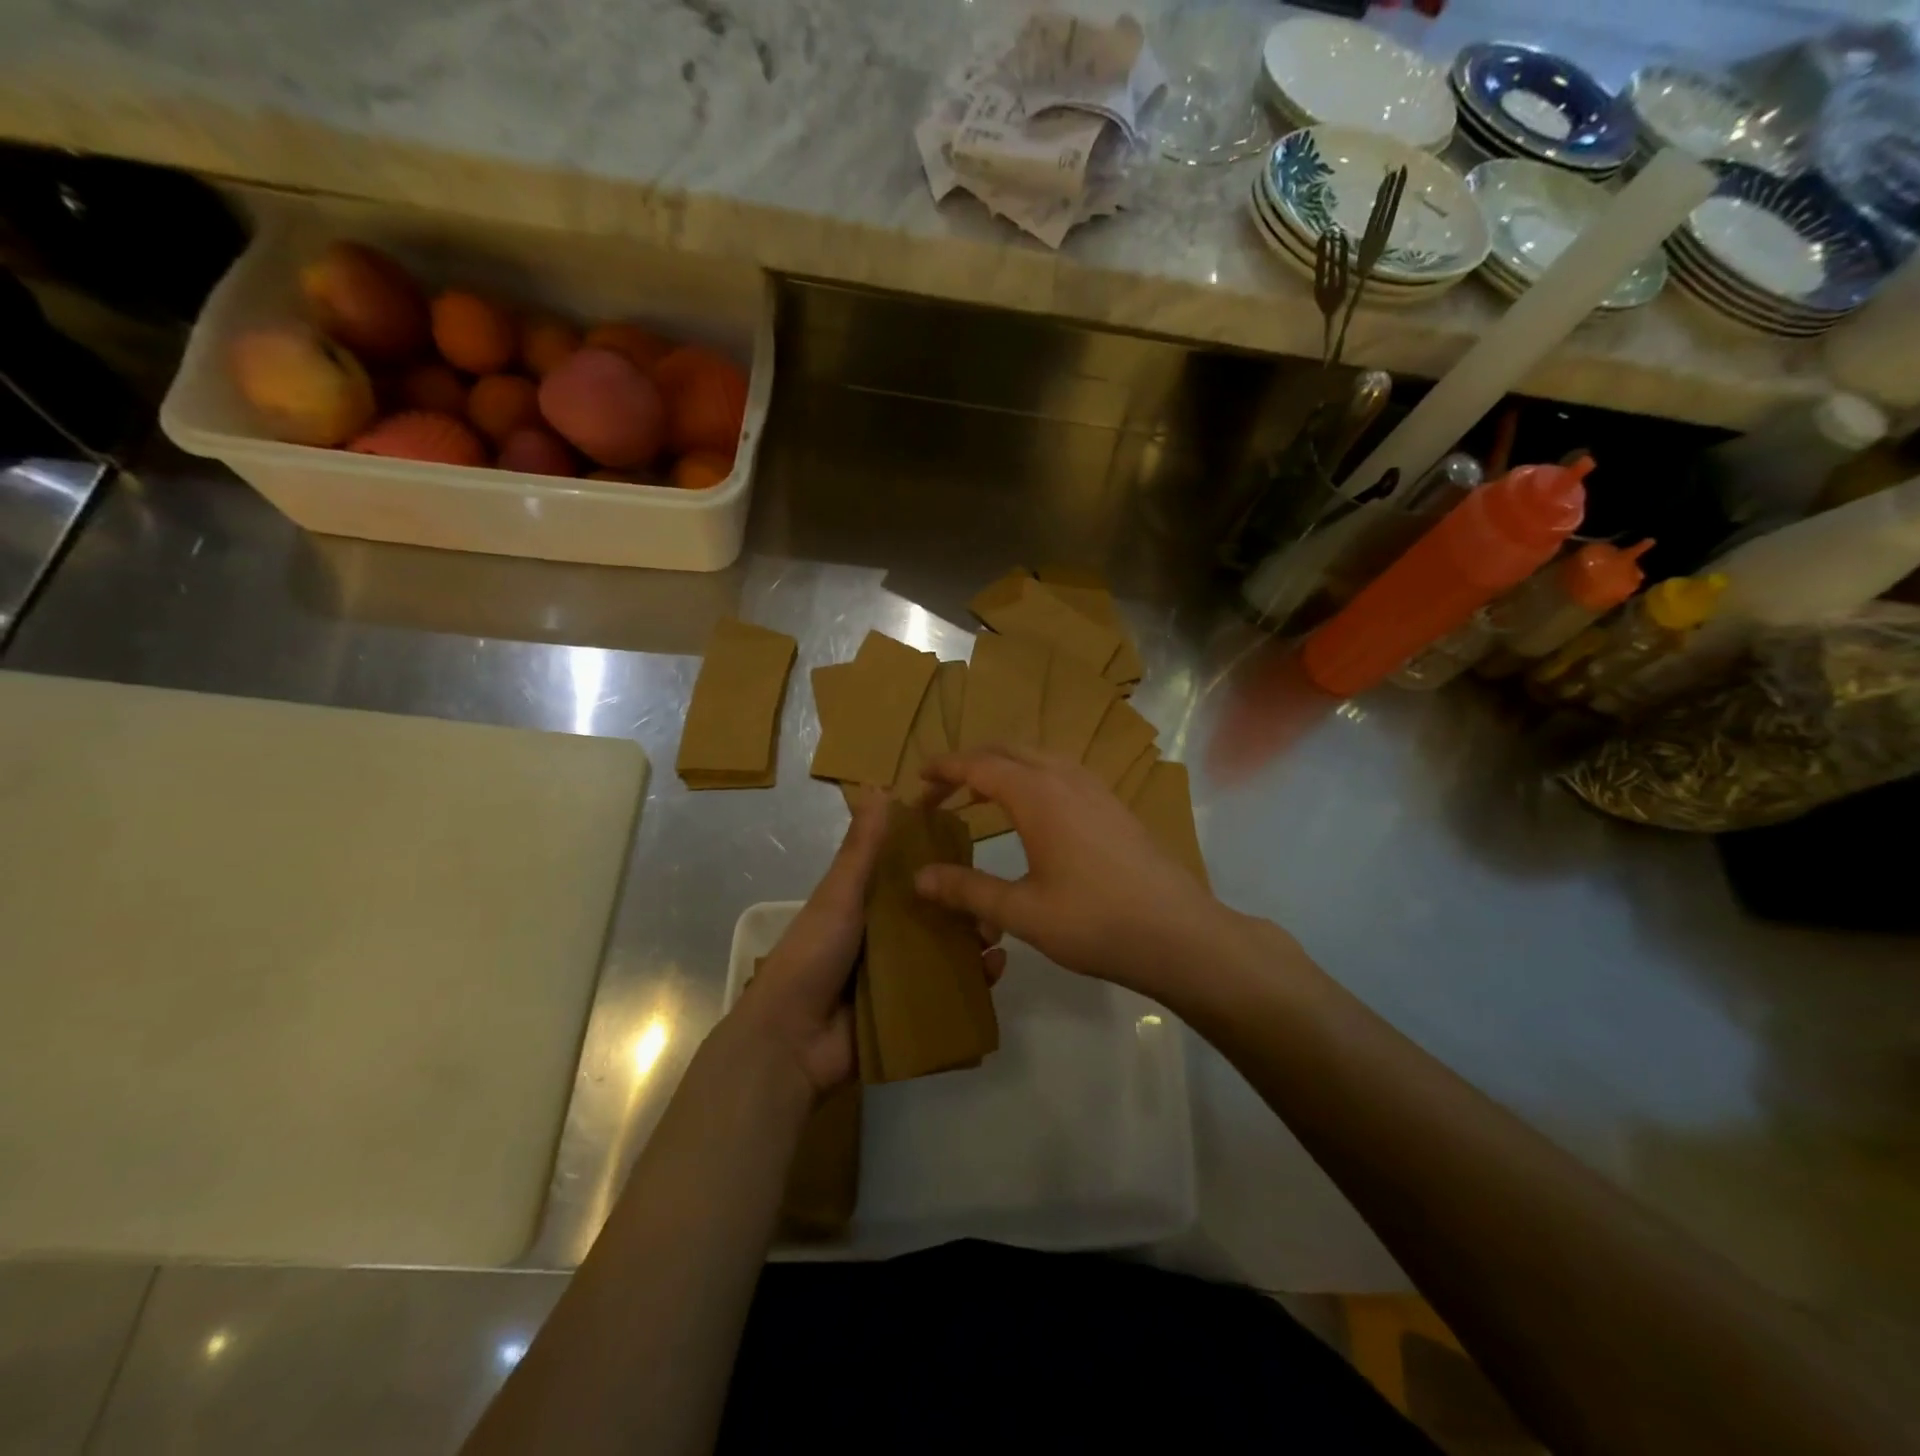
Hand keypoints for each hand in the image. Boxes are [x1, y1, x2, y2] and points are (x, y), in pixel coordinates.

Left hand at [729, 791, 1007, 1095]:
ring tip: (996, 936)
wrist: (792, 1041)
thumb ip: (861, 849)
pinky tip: (995, 970)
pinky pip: (951, 992)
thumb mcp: (838, 895)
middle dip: (966, 907)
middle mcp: (886, 937)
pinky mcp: (913, 1012)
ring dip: (975, 942)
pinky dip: (975, 981)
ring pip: (948, 952)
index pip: (910, 877)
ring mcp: (900, 977)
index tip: (972, 851)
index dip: (940, 864)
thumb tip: (880, 788)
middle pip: (936, 915)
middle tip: (992, 902)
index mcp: (866, 906)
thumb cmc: (812, 956)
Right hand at [915, 747, 1225, 999]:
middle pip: (1008, 750)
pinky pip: (1061, 771)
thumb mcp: (1022, 912)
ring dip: (1003, 766)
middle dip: (970, 763)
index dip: (945, 769)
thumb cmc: (1095, 922)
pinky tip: (1032, 810)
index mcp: (1038, 795)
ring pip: (1038, 757)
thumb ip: (967, 890)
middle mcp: (1066, 778)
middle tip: (941, 790)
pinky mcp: (1113, 804)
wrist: (1179, 933)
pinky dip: (1032, 776)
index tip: (917, 779)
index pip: (979, 765)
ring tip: (979, 795)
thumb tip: (918, 878)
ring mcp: (1095, 788)